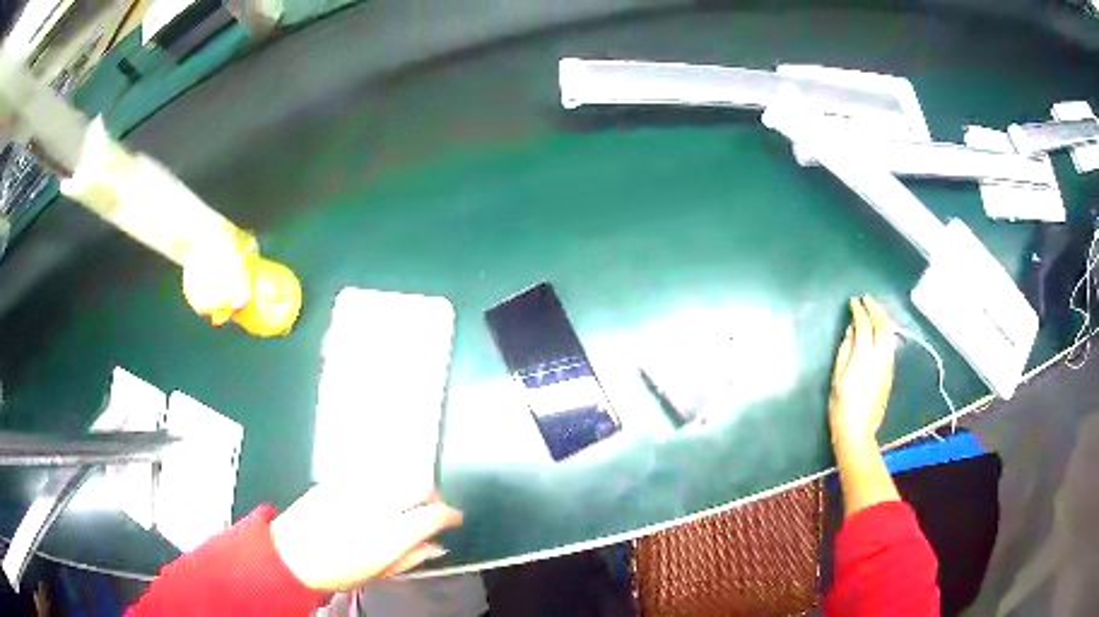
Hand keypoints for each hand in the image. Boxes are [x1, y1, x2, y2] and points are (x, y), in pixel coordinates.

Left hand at [270, 485, 462, 592]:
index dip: (451, 515)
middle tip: (432, 506)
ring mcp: (356, 488)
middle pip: (419, 485)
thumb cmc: (337, 572)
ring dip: (407, 486)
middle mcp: (378, 504)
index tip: (454, 519)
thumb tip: (436, 546)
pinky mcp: (337, 479)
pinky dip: (381, 482)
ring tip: (404, 500)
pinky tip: (375, 495)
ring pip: (396, 474)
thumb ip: (412, 557)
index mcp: (392, 533)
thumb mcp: (380, 572)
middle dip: (432, 494)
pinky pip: (369, 474)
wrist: (290, 555)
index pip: (435, 514)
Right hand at [829, 295, 895, 443]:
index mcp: (864, 355)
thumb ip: (845, 349)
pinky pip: (890, 344)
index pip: (863, 324)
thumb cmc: (842, 404)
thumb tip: (851, 331)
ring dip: (883, 318)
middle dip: (875, 308)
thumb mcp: (837, 376)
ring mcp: (888, 363)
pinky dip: (886, 331)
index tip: (853, 302)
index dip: (858, 310)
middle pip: (882, 324)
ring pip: (890, 333)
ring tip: (875, 310)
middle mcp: (880, 355)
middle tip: (867, 299)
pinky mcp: (891, 371)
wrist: (859, 429)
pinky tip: (880, 331)